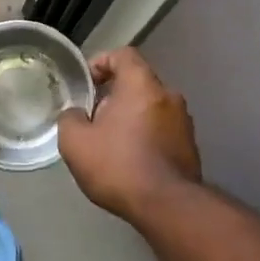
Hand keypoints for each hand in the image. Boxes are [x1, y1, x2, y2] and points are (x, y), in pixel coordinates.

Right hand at [57, 48, 200, 219]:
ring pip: (151, 109)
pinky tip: (131, 161)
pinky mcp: (190, 147)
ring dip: (131, 118)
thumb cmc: (118, 165)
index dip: (101, 62)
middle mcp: (169, 96)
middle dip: (113, 97)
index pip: (123, 55)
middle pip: (137, 84)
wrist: (166, 205)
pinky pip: (162, 131)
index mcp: (142, 85)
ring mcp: (184, 122)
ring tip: (111, 144)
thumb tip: (75, 114)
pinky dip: (146, 137)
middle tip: (93, 119)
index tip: (87, 83)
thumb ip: (70, 119)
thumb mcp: (75, 142)